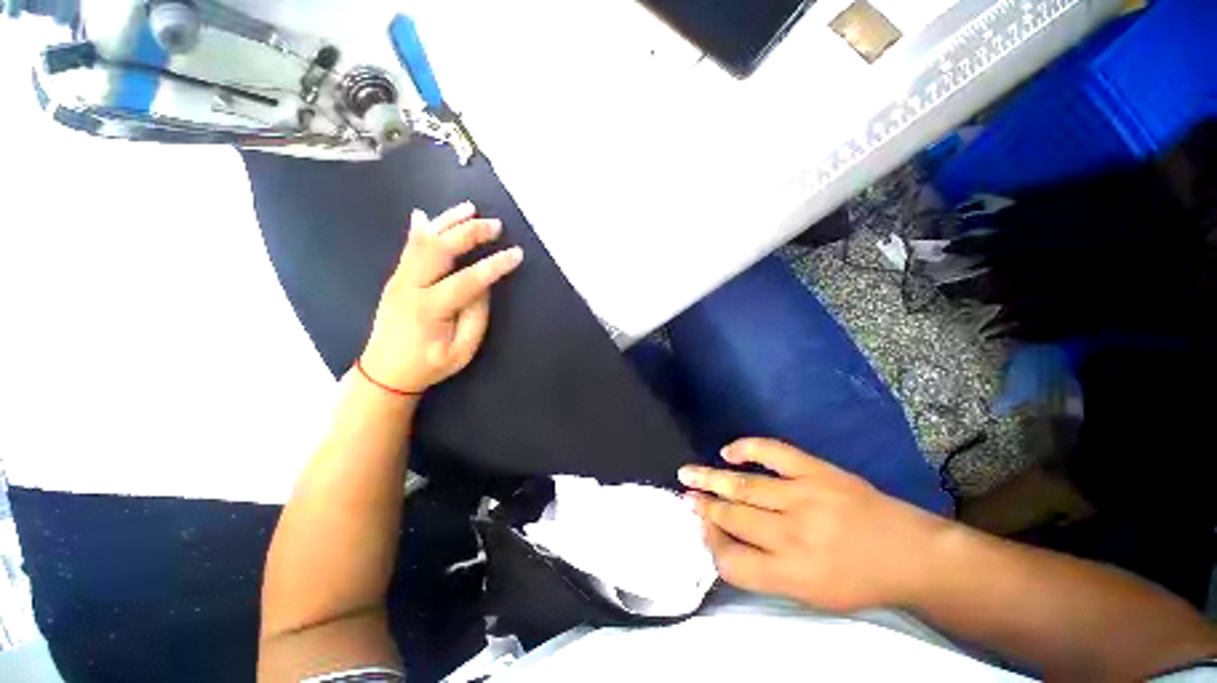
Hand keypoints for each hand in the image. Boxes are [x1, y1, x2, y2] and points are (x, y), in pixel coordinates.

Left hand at [360, 202, 522, 393]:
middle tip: (495, 225)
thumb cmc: (428, 365)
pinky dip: (422, 228)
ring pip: (423, 241)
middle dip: (470, 233)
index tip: (517, 254)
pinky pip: (410, 247)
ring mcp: (399, 279)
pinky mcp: (397, 277)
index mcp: (430, 308)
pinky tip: (428, 215)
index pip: (468, 280)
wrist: (384, 371)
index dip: (495, 265)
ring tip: (470, 208)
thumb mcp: (462, 350)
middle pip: (441, 249)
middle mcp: (410, 286)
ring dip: (448, 221)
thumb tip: (484, 286)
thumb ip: (476, 316)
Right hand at [679, 438, 948, 612]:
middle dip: (704, 508)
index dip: (710, 543)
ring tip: (688, 474)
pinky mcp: (816, 470)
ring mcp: (804, 496)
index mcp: (793, 575)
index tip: (699, 528)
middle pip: (733, 519)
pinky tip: (727, 451)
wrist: (910, 553)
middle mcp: (793, 536)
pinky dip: (746, 448)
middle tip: (684, 497)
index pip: (732, 562)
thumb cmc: (860, 582)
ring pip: (744, 486)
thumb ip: (767, 573)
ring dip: (711, 479)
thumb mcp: (813, 597)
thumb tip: (726, 543)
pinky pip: (772, 452)